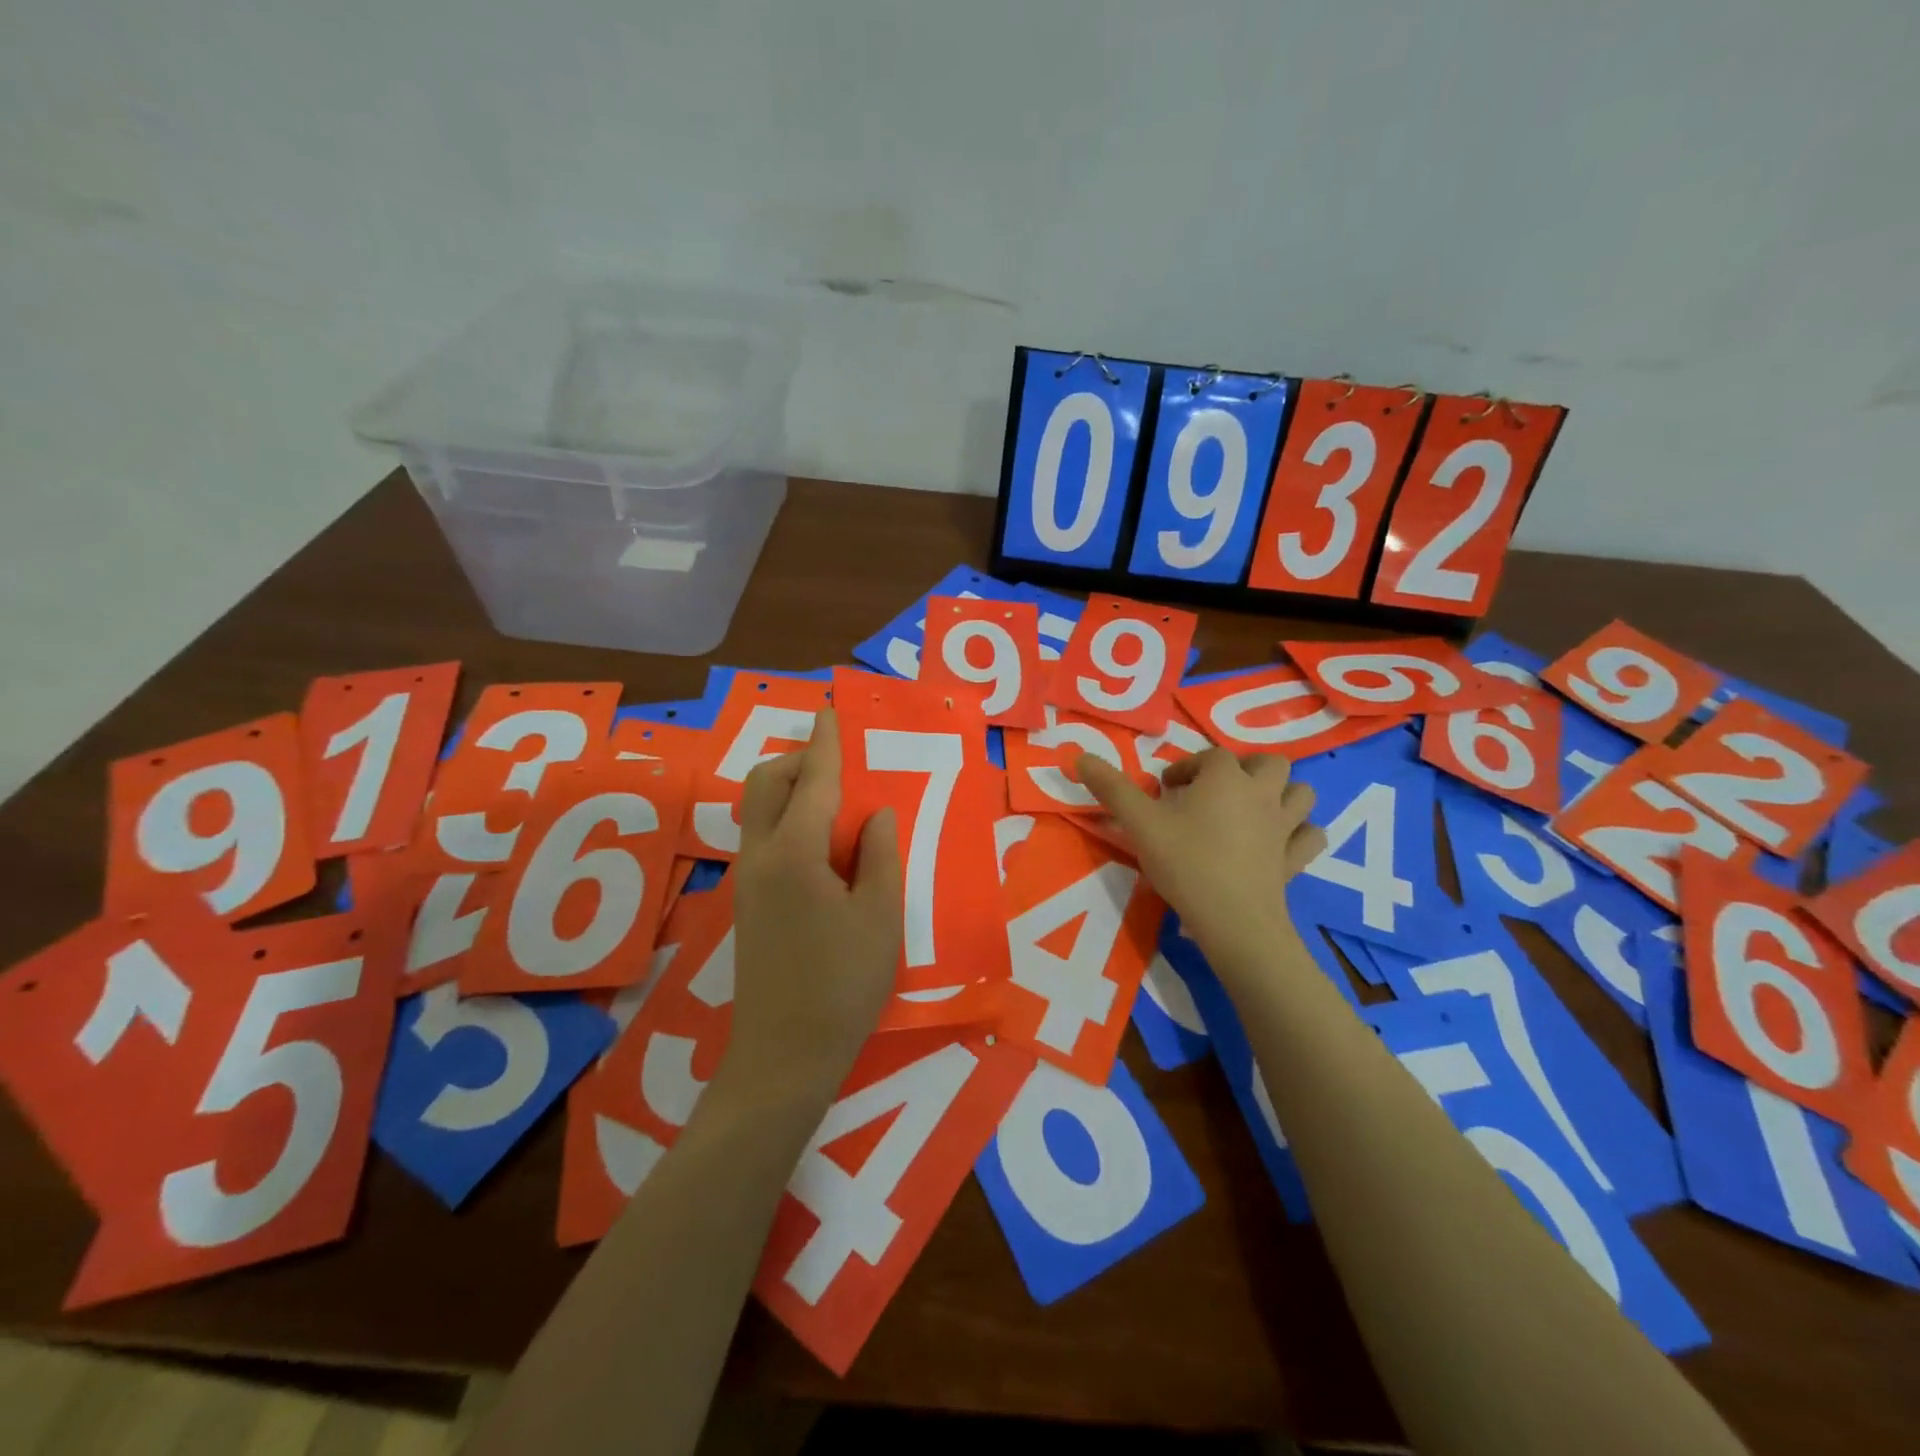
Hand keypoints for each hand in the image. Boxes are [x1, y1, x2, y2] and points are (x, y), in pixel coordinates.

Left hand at [724, 708, 902, 1100]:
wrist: (784, 1056)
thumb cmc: (843, 985)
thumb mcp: (880, 917)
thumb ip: (879, 854)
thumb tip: (874, 813)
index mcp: (795, 854)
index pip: (813, 781)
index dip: (827, 744)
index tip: (832, 712)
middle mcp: (760, 856)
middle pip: (766, 784)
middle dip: (798, 759)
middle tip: (839, 762)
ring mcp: (746, 879)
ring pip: (757, 809)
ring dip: (789, 788)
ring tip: (834, 797)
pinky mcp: (747, 901)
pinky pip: (762, 836)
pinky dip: (786, 817)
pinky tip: (821, 840)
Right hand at [1077, 748, 1324, 971]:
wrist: (1233, 921)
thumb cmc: (1185, 863)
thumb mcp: (1139, 823)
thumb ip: (1110, 788)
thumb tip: (1078, 756)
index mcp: (1226, 778)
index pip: (1209, 757)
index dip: (1186, 768)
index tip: (1164, 789)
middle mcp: (1262, 793)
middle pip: (1268, 763)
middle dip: (1244, 768)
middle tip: (1214, 791)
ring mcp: (1285, 827)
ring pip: (1301, 793)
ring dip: (1281, 793)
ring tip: (1253, 808)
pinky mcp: (1296, 860)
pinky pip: (1311, 836)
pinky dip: (1301, 833)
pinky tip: (1281, 841)